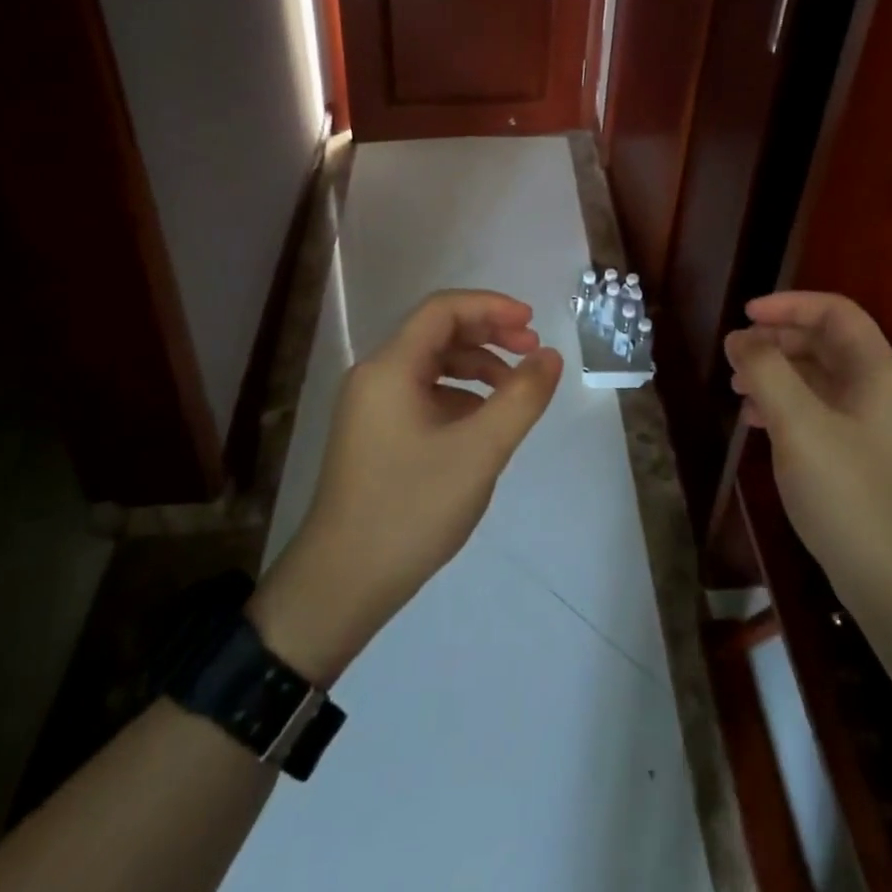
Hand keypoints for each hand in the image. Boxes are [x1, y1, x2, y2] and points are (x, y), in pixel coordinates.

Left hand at [248, 290, 562, 684]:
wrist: (341, 585)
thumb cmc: (411, 509)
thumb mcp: (479, 452)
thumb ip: (521, 398)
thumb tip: (550, 356)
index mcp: (390, 368)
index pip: (443, 310)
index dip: (491, 306)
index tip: (532, 323)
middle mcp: (375, 376)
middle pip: (437, 333)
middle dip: (489, 334)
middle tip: (533, 351)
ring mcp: (371, 406)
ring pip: (431, 364)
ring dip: (477, 366)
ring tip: (515, 391)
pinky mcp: (375, 433)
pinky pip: (422, 394)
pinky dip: (459, 395)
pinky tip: (482, 423)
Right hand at [722, 291, 891, 607]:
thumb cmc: (850, 493)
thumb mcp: (799, 424)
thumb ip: (765, 371)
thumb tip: (739, 338)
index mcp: (877, 371)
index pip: (835, 312)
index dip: (788, 304)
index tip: (745, 315)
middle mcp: (879, 390)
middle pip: (824, 342)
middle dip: (776, 341)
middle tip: (734, 356)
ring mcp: (871, 425)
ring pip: (817, 377)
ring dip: (776, 373)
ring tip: (737, 388)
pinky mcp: (859, 455)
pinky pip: (816, 410)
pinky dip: (784, 405)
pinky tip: (755, 422)